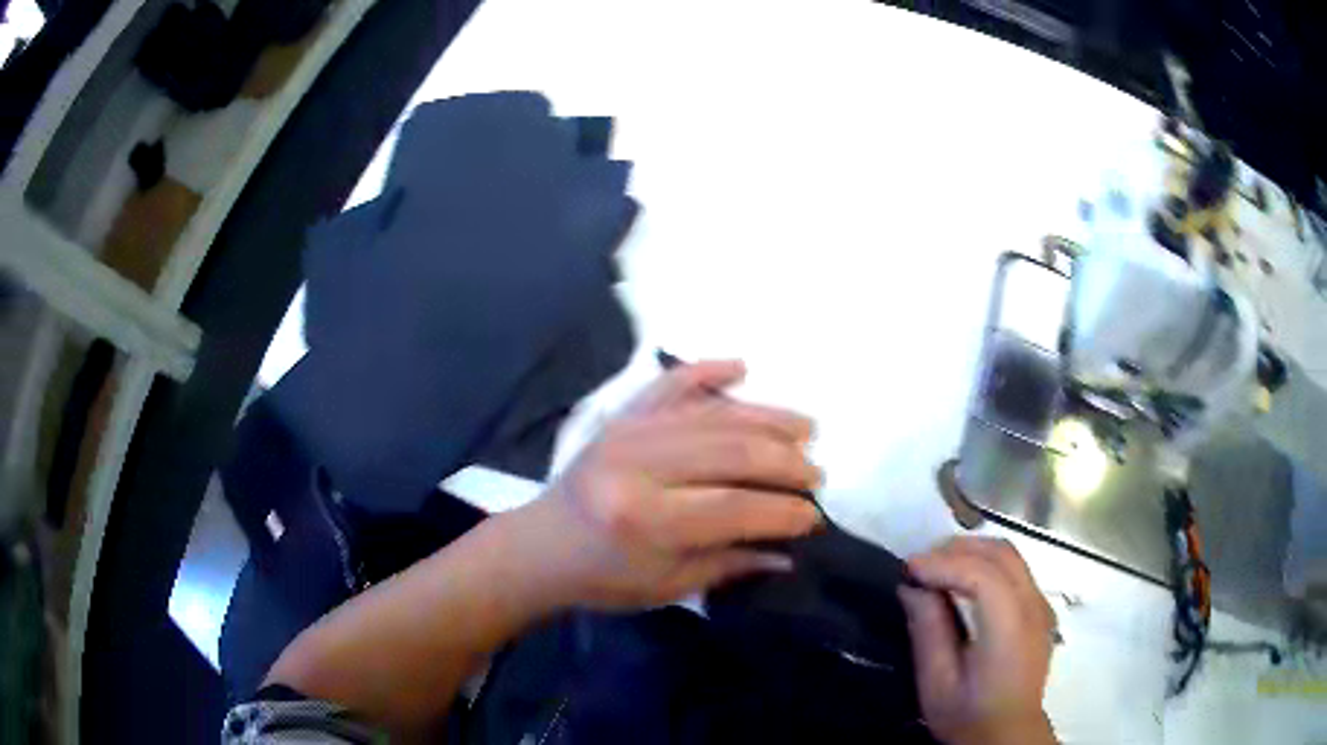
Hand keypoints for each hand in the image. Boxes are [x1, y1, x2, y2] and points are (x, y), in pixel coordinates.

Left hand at [513, 359, 823, 608]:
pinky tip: (740, 367)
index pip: (736, 508)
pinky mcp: (621, 417)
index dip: (783, 512)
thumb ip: (730, 562)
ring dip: (766, 418)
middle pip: (732, 452)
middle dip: (785, 463)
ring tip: (805, 428)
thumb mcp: (669, 585)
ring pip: (713, 415)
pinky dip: (705, 371)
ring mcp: (628, 432)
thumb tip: (789, 549)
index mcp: (647, 518)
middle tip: (816, 473)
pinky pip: (669, 384)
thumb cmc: (603, 578)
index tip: (814, 517)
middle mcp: (639, 465)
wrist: (539, 547)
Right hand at [899, 537, 1057, 744]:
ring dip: (971, 551)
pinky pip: (1014, 568)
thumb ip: (928, 633)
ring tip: (936, 567)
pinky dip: (985, 561)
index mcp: (1010, 631)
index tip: (909, 570)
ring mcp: (1041, 604)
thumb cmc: (968, 715)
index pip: (985, 577)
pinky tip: (961, 578)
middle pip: (1001, 554)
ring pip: (1009, 555)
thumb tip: (913, 588)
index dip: (945, 565)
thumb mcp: (937, 685)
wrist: (1008, 732)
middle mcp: (1034, 608)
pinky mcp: (1040, 606)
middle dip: (956, 550)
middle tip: (918, 565)